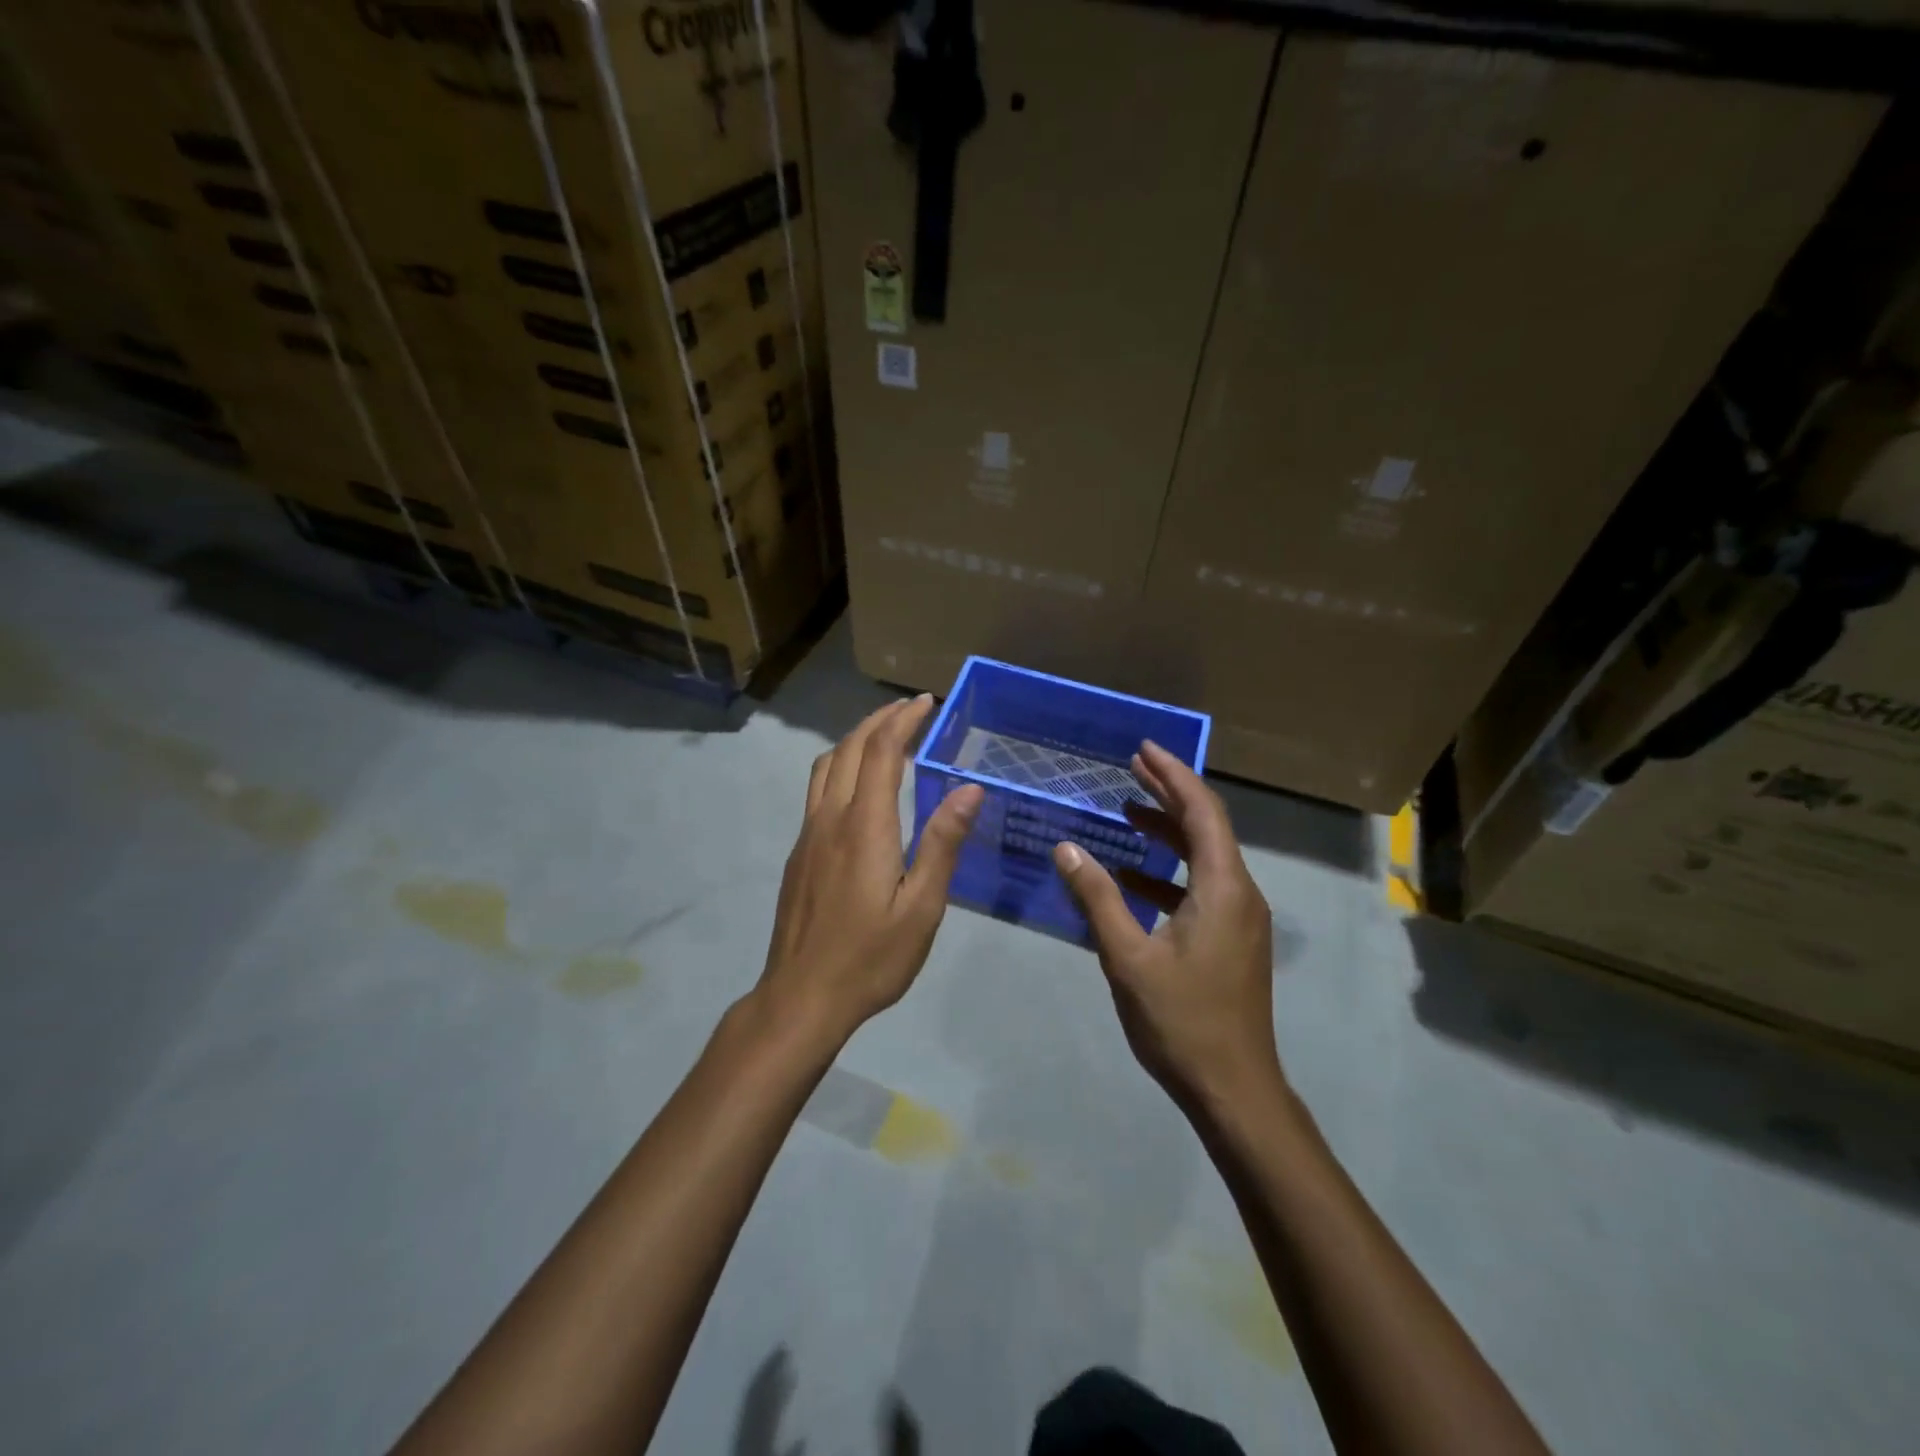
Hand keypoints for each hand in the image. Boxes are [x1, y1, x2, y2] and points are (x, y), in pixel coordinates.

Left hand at [757, 695, 983, 1046]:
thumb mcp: (922, 907)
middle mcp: (830, 819)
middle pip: (849, 749)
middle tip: (910, 709)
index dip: (902, 721)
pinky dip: (840, 766)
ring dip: (854, 740)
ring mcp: (808, 835)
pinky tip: (857, 785)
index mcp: (864, 827)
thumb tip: (969, 788)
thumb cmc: (871, 957)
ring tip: (884, 736)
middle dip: (879, 721)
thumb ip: (942, 843)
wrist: (801, 997)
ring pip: (825, 766)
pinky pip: (817, 790)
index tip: (926, 702)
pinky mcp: (799, 852)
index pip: (881, 752)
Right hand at [1052, 741, 1276, 1108]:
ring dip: (1167, 832)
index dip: (1173, 774)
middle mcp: (1240, 893)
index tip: (1142, 749)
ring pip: (1204, 857)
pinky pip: (1201, 887)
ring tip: (1127, 809)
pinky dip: (1168, 872)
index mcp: (1223, 887)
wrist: (1233, 1088)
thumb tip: (1066, 847)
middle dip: (1170, 793)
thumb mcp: (1128, 956)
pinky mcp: (1233, 938)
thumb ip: (1096, 897)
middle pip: (1206, 827)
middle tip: (1132, 766)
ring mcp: (1240, 917)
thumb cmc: (1181, 1020)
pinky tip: (1131, 876)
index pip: (1201, 812)